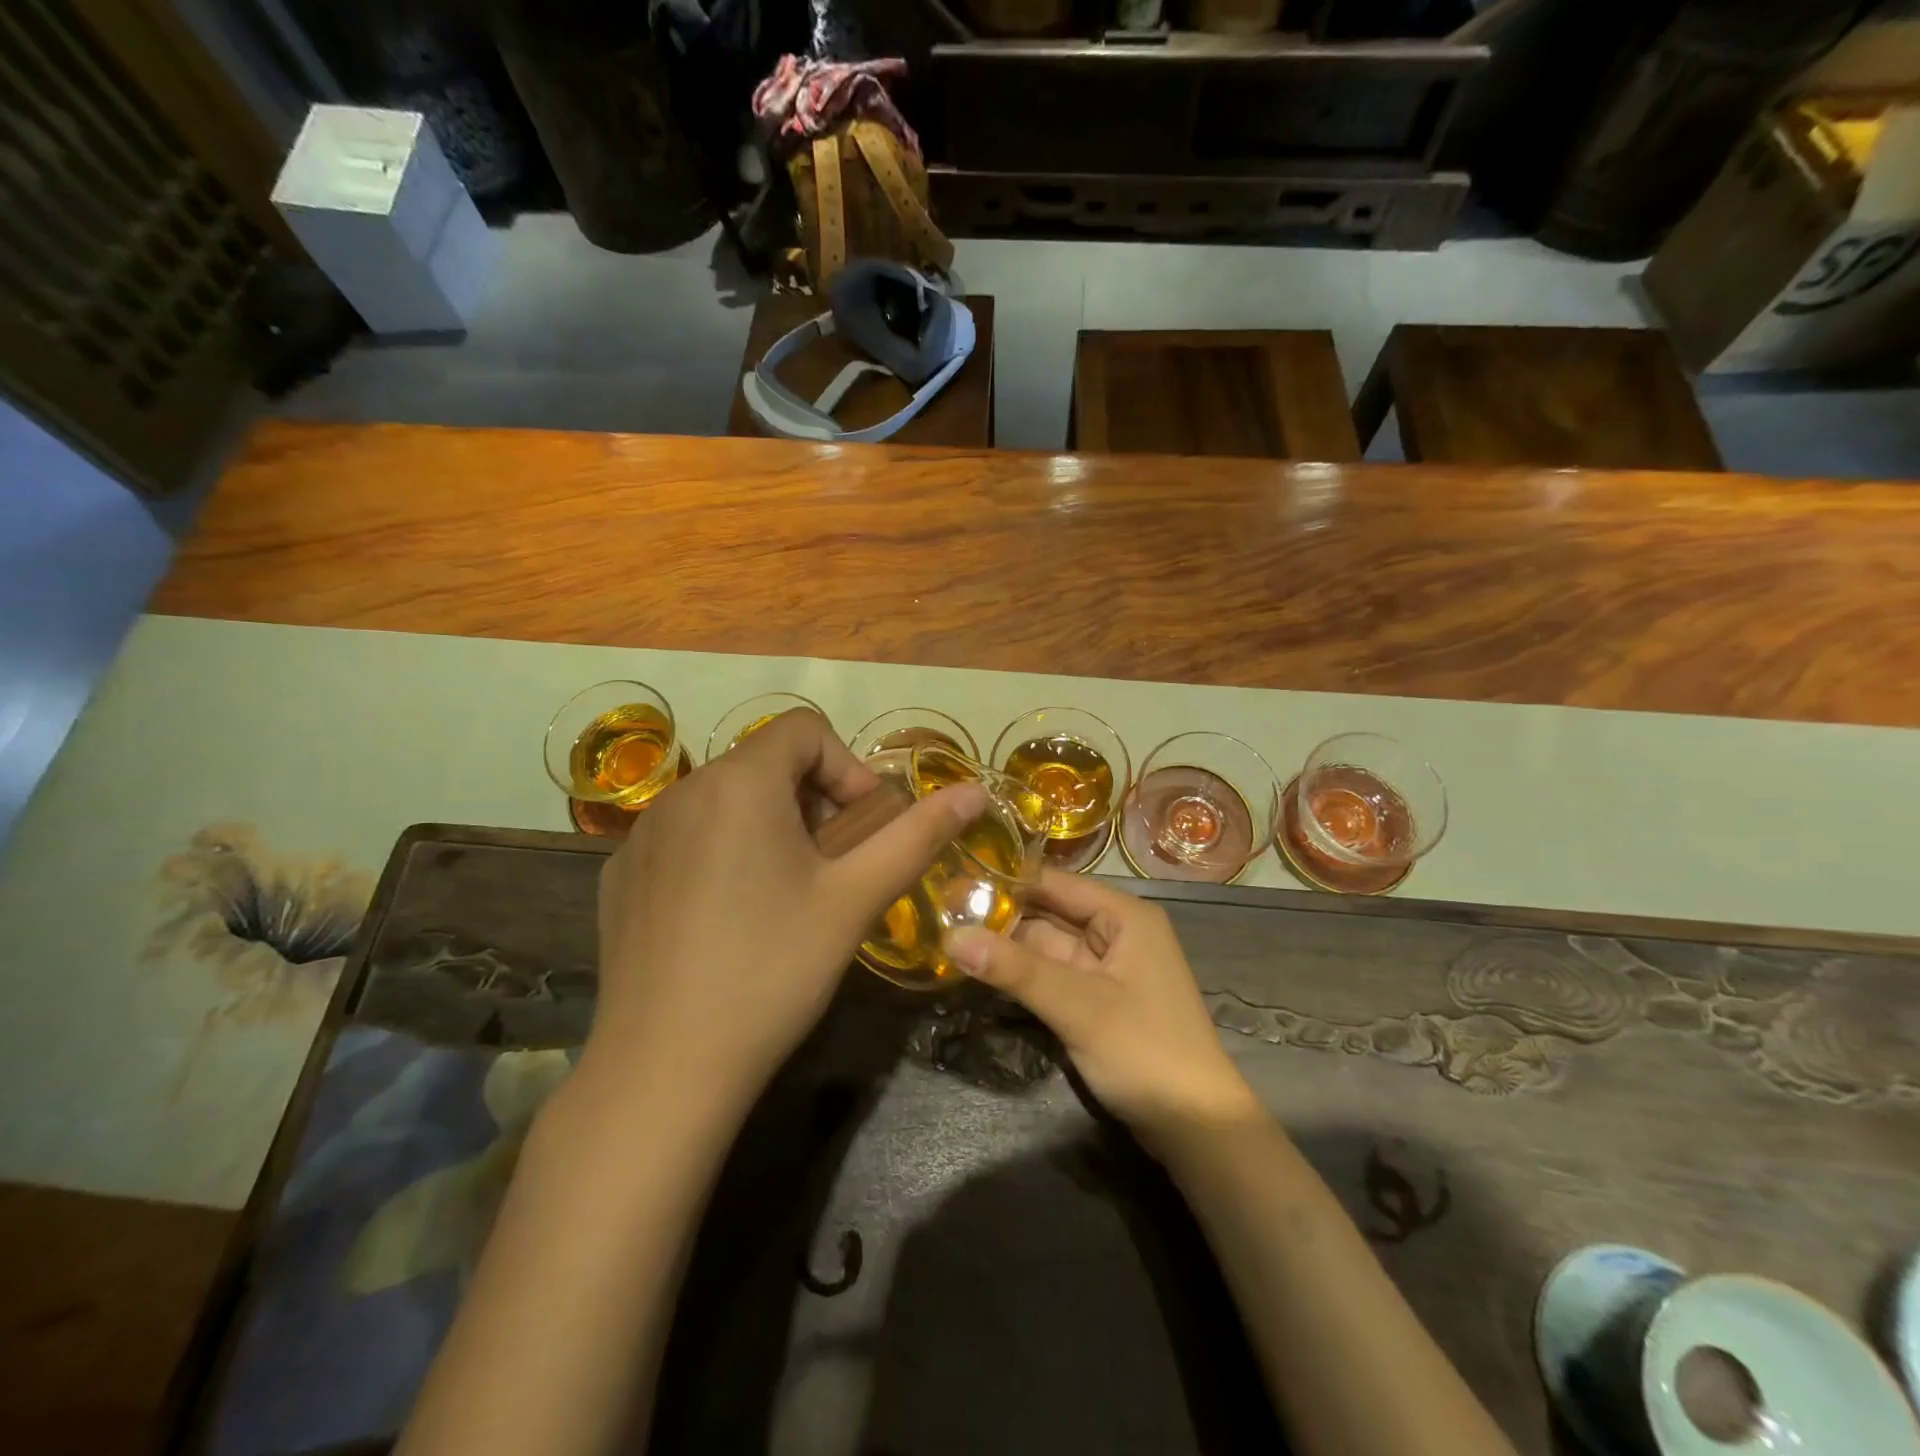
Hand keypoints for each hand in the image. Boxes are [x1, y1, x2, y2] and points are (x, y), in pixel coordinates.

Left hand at [585, 709, 986, 1121]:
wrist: (662, 1070)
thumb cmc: (773, 971)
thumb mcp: (855, 898)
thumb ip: (917, 835)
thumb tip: (974, 791)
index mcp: (739, 782)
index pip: (804, 729)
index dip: (847, 767)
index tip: (862, 828)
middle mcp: (682, 791)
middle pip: (765, 763)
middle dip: (812, 801)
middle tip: (832, 868)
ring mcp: (641, 834)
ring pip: (725, 800)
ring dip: (768, 826)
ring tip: (785, 894)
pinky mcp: (619, 874)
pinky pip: (686, 837)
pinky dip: (721, 853)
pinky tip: (729, 919)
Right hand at [949, 870, 1259, 1146]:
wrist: (1198, 1128)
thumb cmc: (1146, 1051)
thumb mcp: (1078, 1007)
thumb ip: (1015, 970)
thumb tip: (951, 936)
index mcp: (1123, 916)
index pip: (1054, 882)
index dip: (1006, 879)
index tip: (953, 877)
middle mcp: (1115, 932)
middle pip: (1048, 913)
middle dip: (1000, 915)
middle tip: (940, 910)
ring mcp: (1106, 968)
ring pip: (1046, 946)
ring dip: (1006, 947)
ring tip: (947, 935)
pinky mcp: (1097, 1000)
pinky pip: (1052, 975)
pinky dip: (1021, 975)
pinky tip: (981, 970)